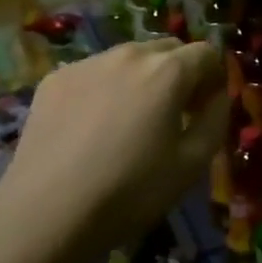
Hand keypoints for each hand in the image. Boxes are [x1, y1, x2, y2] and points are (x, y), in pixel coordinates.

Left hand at [1, 39, 228, 262]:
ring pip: (129, 58)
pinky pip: (94, 73)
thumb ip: (215, 119)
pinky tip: (92, 128)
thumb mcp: (191, 165)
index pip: (206, 53)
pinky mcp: (55, 78)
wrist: (44, 213)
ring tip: (129, 121)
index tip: (205, 109)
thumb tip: (216, 95)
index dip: (214, 78)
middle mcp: (129, 54)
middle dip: (179, 73)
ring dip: (141, 78)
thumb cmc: (129, 192)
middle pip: (168, 49)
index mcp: (167, 71)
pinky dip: (104, 88)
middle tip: (172, 114)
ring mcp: (88, 63)